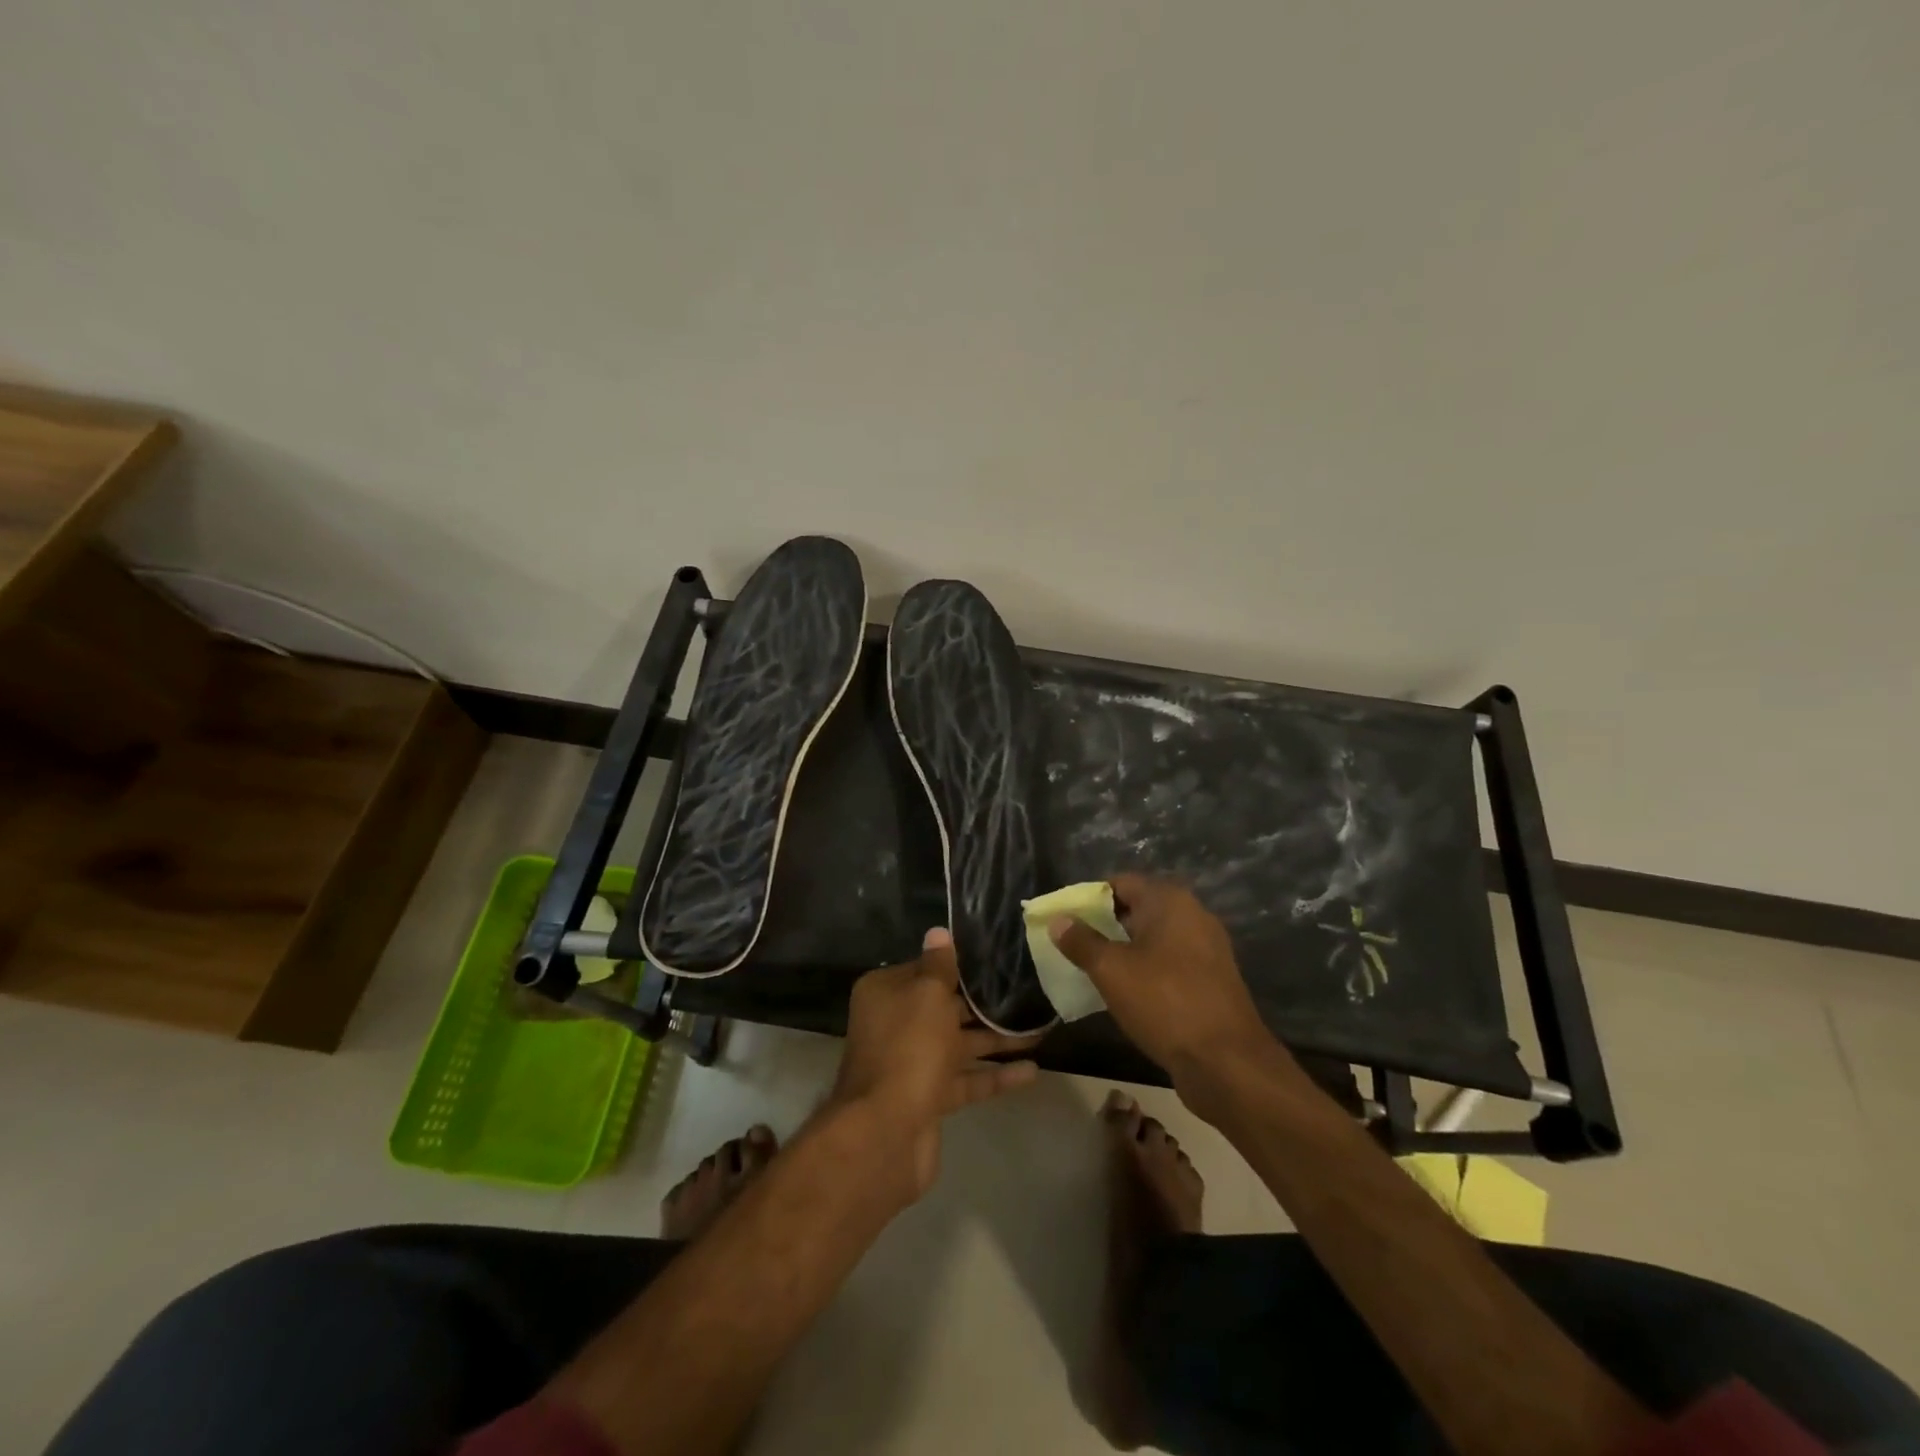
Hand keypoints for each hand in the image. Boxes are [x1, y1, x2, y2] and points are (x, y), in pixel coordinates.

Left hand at [829, 927, 1039, 1201]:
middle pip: (944, 1006)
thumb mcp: (927, 995)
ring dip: (997, 1039)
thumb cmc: (909, 1047)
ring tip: (1041, 1028)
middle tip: (1029, 990)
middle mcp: (896, 1023)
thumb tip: (938, 932)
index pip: (926, 968)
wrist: (886, 1133)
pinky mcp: (929, 1097)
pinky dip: (995, 1076)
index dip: (959, 963)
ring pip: (960, 1043)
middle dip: (984, 1002)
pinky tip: (1032, 1071)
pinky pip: (967, 1079)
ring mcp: (912, 1063)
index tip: (997, 957)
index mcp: (886, 993)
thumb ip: (939, 965)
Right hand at [1048, 875, 1294, 1113]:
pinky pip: (1169, 963)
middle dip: (1104, 926)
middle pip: (1137, 909)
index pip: (1120, 883)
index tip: (1065, 921)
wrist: (1227, 1062)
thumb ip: (1081, 941)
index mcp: (1170, 901)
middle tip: (1073, 947)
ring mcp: (1206, 949)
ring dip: (1124, 951)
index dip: (1089, 899)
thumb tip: (1058, 920)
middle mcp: (1192, 915)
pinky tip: (1126, 994)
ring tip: (1092, 972)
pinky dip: (1145, 971)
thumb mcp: (1111, 970)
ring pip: (1153, 939)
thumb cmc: (1164, 1002)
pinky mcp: (1211, 979)